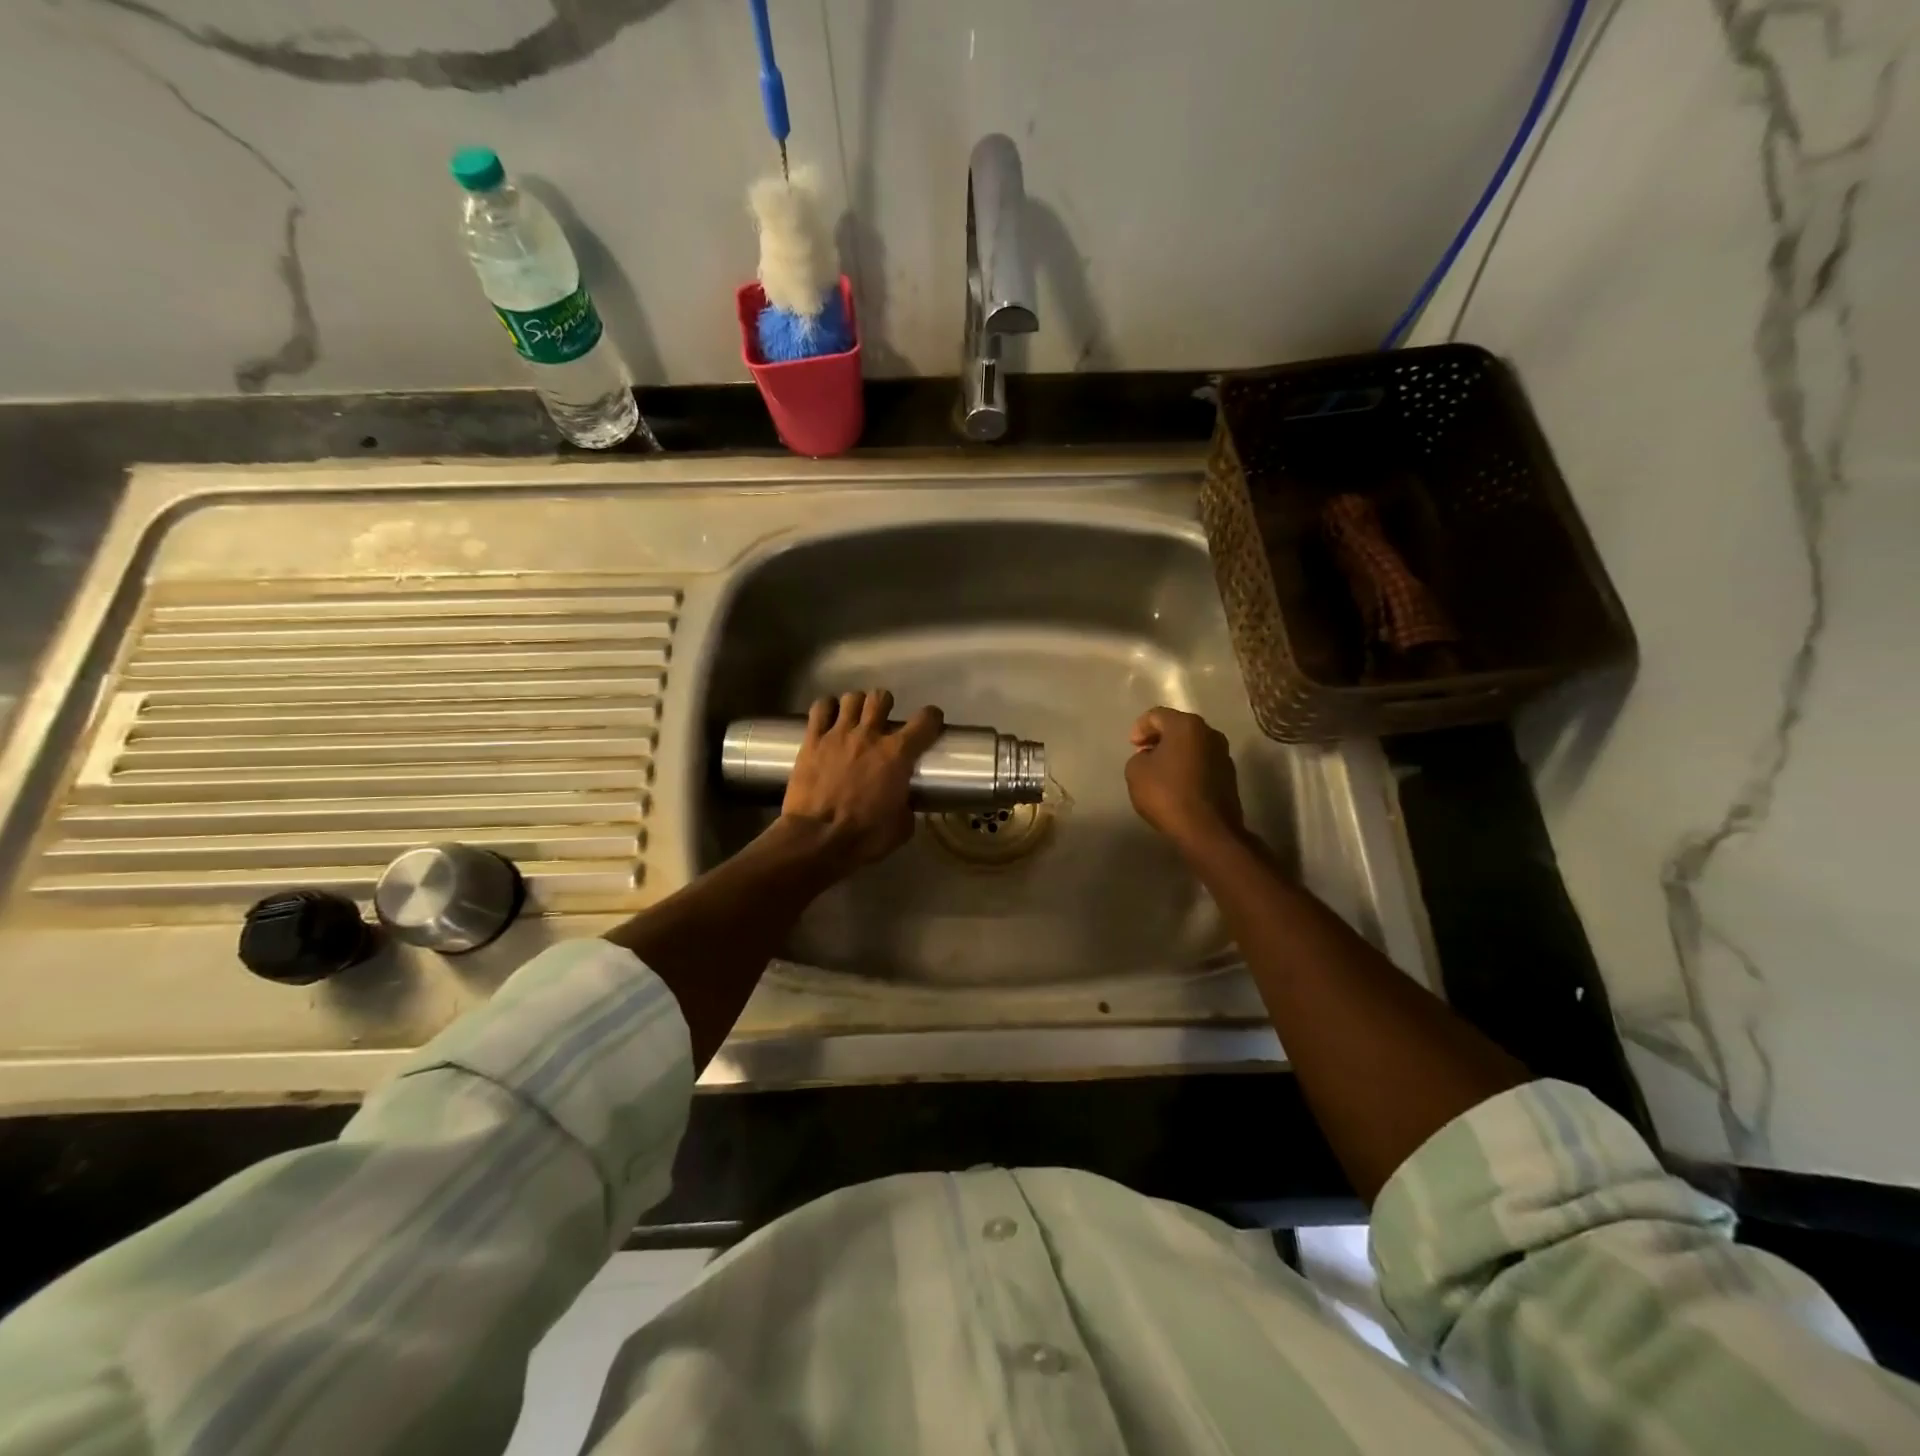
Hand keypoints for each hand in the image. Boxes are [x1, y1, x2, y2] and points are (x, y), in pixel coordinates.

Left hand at [777, 690, 943, 869]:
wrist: (818, 839)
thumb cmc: (865, 836)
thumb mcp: (901, 827)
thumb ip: (907, 807)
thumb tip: (904, 803)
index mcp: (897, 754)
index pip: (925, 720)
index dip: (932, 718)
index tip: (930, 724)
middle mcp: (869, 735)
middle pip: (881, 698)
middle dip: (885, 705)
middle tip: (882, 721)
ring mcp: (838, 734)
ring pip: (851, 698)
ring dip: (856, 705)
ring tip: (854, 719)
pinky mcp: (812, 740)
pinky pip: (820, 708)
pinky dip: (826, 708)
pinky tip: (828, 718)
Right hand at [1124, 707, 1246, 855]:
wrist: (1207, 830)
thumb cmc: (1167, 794)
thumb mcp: (1135, 772)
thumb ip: (1139, 757)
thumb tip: (1151, 757)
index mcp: (1186, 725)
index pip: (1156, 715)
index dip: (1139, 728)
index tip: (1132, 747)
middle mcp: (1210, 733)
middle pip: (1178, 728)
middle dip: (1159, 739)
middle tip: (1143, 755)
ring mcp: (1223, 754)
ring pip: (1192, 746)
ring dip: (1175, 754)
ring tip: (1160, 772)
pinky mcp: (1229, 776)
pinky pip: (1202, 763)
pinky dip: (1188, 768)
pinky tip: (1177, 786)